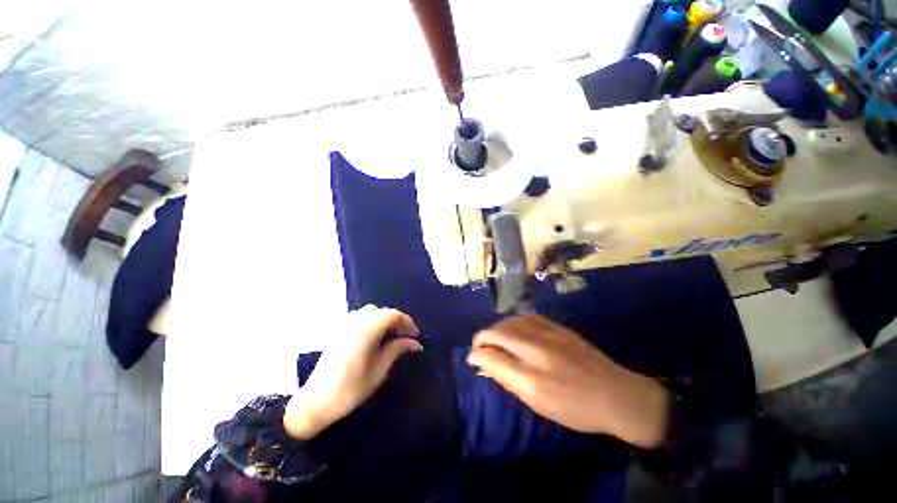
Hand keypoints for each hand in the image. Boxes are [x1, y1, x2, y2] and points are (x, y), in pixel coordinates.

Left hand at [284, 305, 422, 439]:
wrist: (315, 402)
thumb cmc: (350, 388)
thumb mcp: (379, 370)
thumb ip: (397, 350)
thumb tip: (415, 343)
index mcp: (367, 329)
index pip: (393, 315)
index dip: (407, 322)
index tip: (416, 335)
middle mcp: (355, 321)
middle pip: (382, 311)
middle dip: (397, 320)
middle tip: (406, 336)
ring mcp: (345, 325)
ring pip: (370, 311)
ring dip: (384, 319)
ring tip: (391, 335)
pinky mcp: (338, 331)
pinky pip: (360, 317)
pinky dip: (372, 320)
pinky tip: (374, 336)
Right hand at [467, 315, 669, 447]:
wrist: (617, 394)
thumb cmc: (575, 407)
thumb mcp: (537, 403)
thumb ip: (507, 380)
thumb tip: (484, 366)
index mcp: (530, 376)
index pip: (490, 356)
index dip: (475, 355)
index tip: (472, 360)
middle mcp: (535, 349)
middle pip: (496, 333)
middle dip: (481, 338)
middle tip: (478, 347)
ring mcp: (547, 333)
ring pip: (509, 321)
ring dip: (495, 328)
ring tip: (493, 337)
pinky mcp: (557, 326)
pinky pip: (525, 317)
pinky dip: (512, 321)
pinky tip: (512, 328)